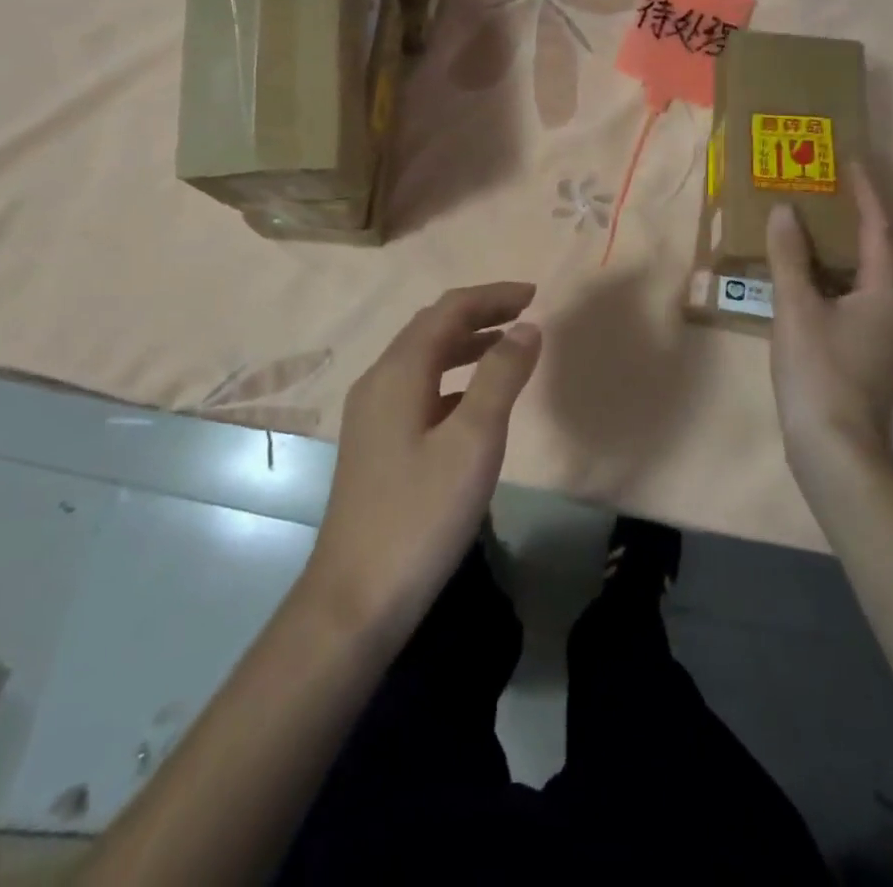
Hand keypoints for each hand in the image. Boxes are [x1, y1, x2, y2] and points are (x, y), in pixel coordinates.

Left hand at [305, 282, 541, 641]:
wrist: (356, 597)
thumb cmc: (421, 514)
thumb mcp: (474, 442)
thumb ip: (501, 377)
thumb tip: (526, 327)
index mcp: (398, 372)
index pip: (448, 310)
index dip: (492, 296)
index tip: (535, 294)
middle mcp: (379, 381)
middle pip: (432, 327)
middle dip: (479, 313)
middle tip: (526, 313)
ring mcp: (372, 413)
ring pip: (423, 358)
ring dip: (465, 343)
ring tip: (508, 345)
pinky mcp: (376, 442)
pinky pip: (418, 387)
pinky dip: (452, 376)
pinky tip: (474, 399)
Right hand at [765, 164, 892, 476]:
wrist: (834, 445)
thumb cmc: (819, 371)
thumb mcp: (797, 308)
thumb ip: (789, 257)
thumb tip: (784, 210)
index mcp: (888, 289)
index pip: (880, 227)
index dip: (865, 192)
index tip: (851, 160)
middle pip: (884, 247)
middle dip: (861, 214)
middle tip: (832, 187)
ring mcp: (889, 329)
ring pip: (873, 272)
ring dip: (851, 244)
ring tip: (821, 220)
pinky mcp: (873, 346)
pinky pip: (862, 292)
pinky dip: (841, 272)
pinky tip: (815, 271)